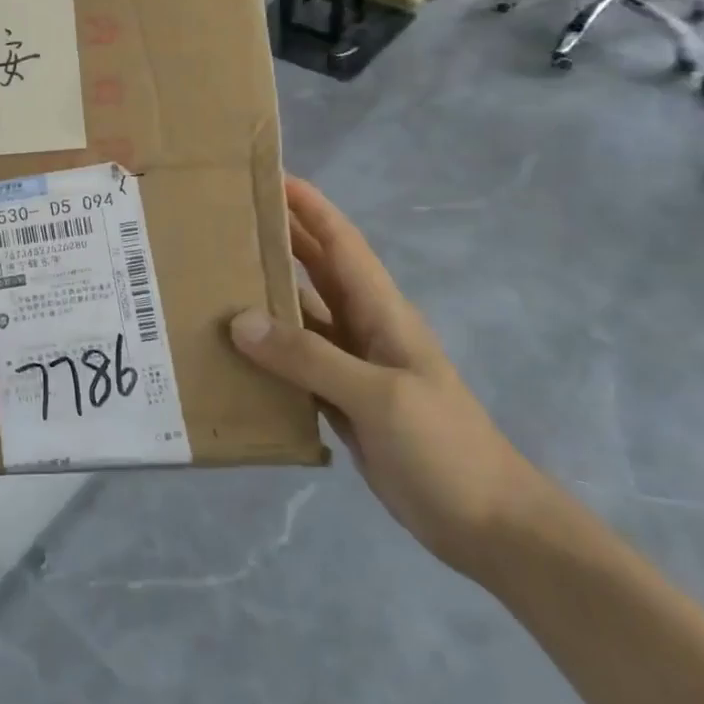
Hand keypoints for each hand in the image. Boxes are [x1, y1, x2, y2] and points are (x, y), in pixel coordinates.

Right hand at [230, 177, 543, 577]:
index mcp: (381, 311)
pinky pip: (295, 363)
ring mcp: (352, 366)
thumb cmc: (444, 446)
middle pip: (315, 271)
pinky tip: (233, 350)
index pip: (340, 242)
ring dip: (266, 296)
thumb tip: (239, 321)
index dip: (309, 206)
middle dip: (278, 239)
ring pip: (301, 317)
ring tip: (214, 277)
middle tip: (225, 219)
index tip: (268, 176)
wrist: (489, 526)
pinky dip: (267, 352)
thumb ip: (309, 356)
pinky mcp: (341, 401)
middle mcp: (363, 328)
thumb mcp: (378, 395)